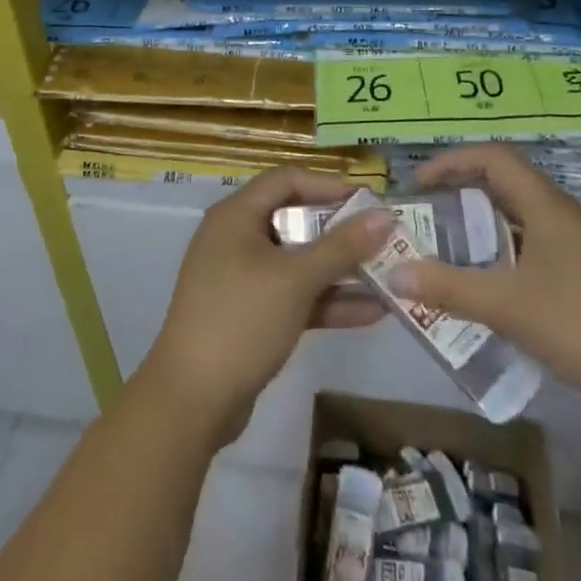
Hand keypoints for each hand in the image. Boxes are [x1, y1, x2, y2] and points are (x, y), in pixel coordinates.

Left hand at [137, 169, 391, 445]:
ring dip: (340, 270)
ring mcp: (242, 279)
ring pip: (298, 263)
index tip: (368, 201)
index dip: (328, 185)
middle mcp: (236, 239)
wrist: (192, 400)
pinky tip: (372, 312)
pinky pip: (294, 296)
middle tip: (384, 238)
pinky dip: (326, 301)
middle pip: (294, 220)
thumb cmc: (241, 319)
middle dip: (340, 231)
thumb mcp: (295, 278)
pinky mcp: (250, 315)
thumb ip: (341, 246)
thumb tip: (385, 215)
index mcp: (236, 216)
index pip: (286, 180)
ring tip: (389, 276)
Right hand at [390, 144, 580, 418]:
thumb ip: (448, 288)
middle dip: (462, 196)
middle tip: (427, 222)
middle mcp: (565, 215)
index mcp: (547, 206)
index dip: (452, 161)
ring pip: (522, 219)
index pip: (493, 157)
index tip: (419, 185)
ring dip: (484, 229)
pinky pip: (537, 247)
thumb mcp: (509, 307)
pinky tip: (495, 292)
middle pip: (506, 185)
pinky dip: (506, 256)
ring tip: (451, 256)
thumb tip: (394, 273)